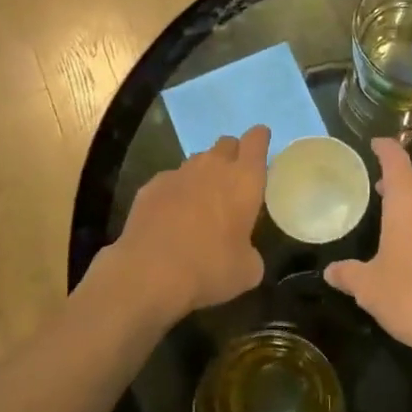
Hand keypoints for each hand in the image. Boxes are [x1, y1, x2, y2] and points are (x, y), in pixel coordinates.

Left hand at [112, 126, 270, 315]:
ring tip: (201, 201)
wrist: (150, 272)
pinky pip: (170, 180)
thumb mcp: (247, 271)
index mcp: (244, 180)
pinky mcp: (151, 185)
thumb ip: (250, 251)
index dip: (260, 139)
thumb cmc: (210, 268)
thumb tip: (243, 252)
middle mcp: (212, 166)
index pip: (256, 141)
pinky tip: (171, 216)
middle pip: (226, 144)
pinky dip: (175, 192)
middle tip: (233, 180)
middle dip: (232, 155)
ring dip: (203, 174)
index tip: (261, 142)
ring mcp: (178, 173)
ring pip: (197, 161)